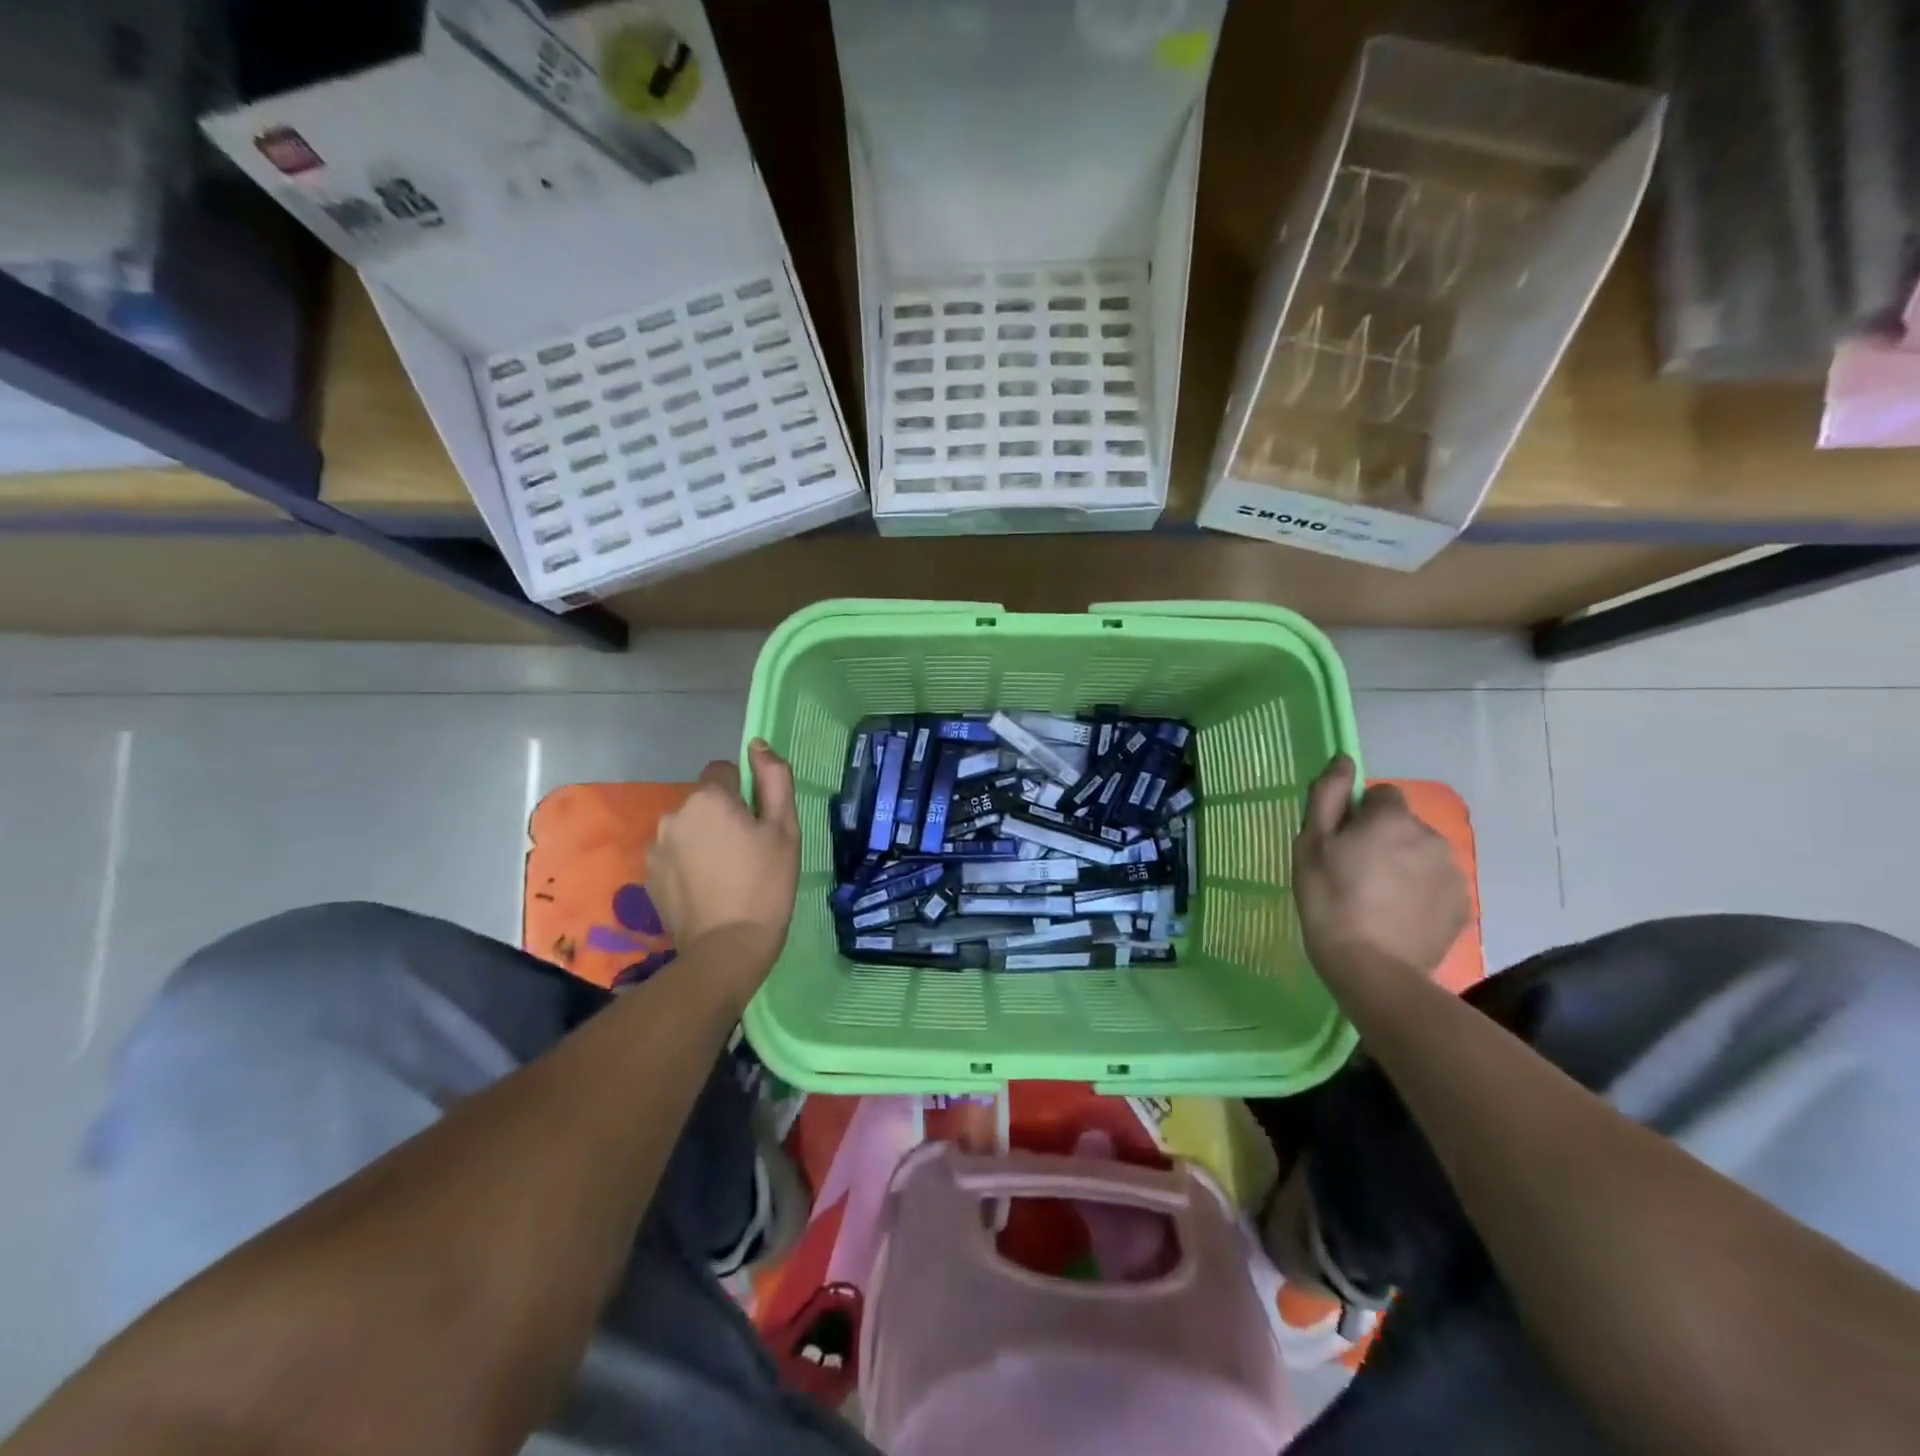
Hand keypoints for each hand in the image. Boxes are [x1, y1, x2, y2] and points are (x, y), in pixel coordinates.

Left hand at [646, 740, 799, 1006]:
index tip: (758, 824)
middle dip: (722, 816)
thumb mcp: (785, 828)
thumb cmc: (766, 884)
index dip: (745, 793)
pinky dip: (688, 863)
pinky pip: (673, 854)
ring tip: (726, 874)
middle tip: (748, 852)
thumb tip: (758, 745)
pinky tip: (707, 889)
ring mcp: (656, 846)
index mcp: (708, 798)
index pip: (725, 771)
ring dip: (703, 839)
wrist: (727, 948)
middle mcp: (674, 814)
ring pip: (688, 828)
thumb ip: (774, 779)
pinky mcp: (648, 876)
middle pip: (704, 801)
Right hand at [1293, 756, 1468, 988]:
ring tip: (1378, 899)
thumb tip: (1343, 760)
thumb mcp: (1310, 843)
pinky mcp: (1462, 906)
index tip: (1341, 843)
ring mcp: (1452, 873)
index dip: (1358, 814)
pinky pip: (1437, 885)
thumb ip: (1327, 795)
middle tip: (1355, 873)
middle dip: (1384, 840)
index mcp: (1392, 818)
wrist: (1371, 967)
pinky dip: (1421, 893)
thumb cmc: (1329, 899)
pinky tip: (1398, 916)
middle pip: (1403, 825)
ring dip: (1404, 865)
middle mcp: (1430, 836)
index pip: (1380, 795)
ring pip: (1422, 855)